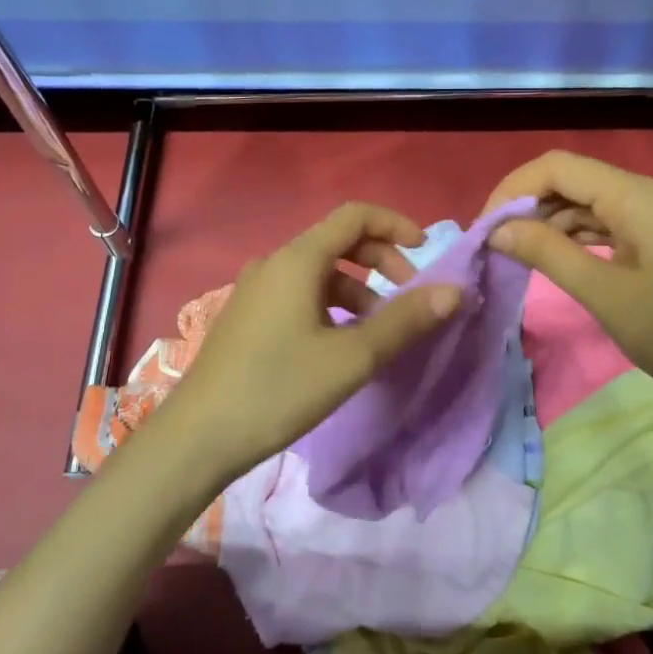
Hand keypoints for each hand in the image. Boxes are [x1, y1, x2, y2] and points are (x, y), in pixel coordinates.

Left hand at [161, 202, 461, 482]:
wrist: (198, 437)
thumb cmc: (278, 389)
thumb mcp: (351, 358)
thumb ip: (404, 321)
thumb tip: (454, 291)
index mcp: (297, 260)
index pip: (354, 216)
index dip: (395, 225)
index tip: (426, 252)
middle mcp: (274, 264)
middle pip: (337, 241)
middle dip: (381, 260)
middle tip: (409, 294)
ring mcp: (256, 290)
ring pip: (319, 272)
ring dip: (357, 289)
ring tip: (379, 329)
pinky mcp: (247, 317)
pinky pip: (299, 294)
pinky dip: (331, 305)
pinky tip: (340, 343)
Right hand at [482, 151, 652, 426]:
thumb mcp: (607, 296)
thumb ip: (548, 254)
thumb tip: (498, 231)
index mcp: (640, 196)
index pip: (558, 167)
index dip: (513, 190)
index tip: (485, 228)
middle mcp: (652, 192)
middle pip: (575, 181)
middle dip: (530, 207)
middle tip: (496, 246)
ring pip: (593, 203)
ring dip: (553, 224)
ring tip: (518, 255)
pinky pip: (614, 222)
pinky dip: (581, 237)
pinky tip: (558, 259)